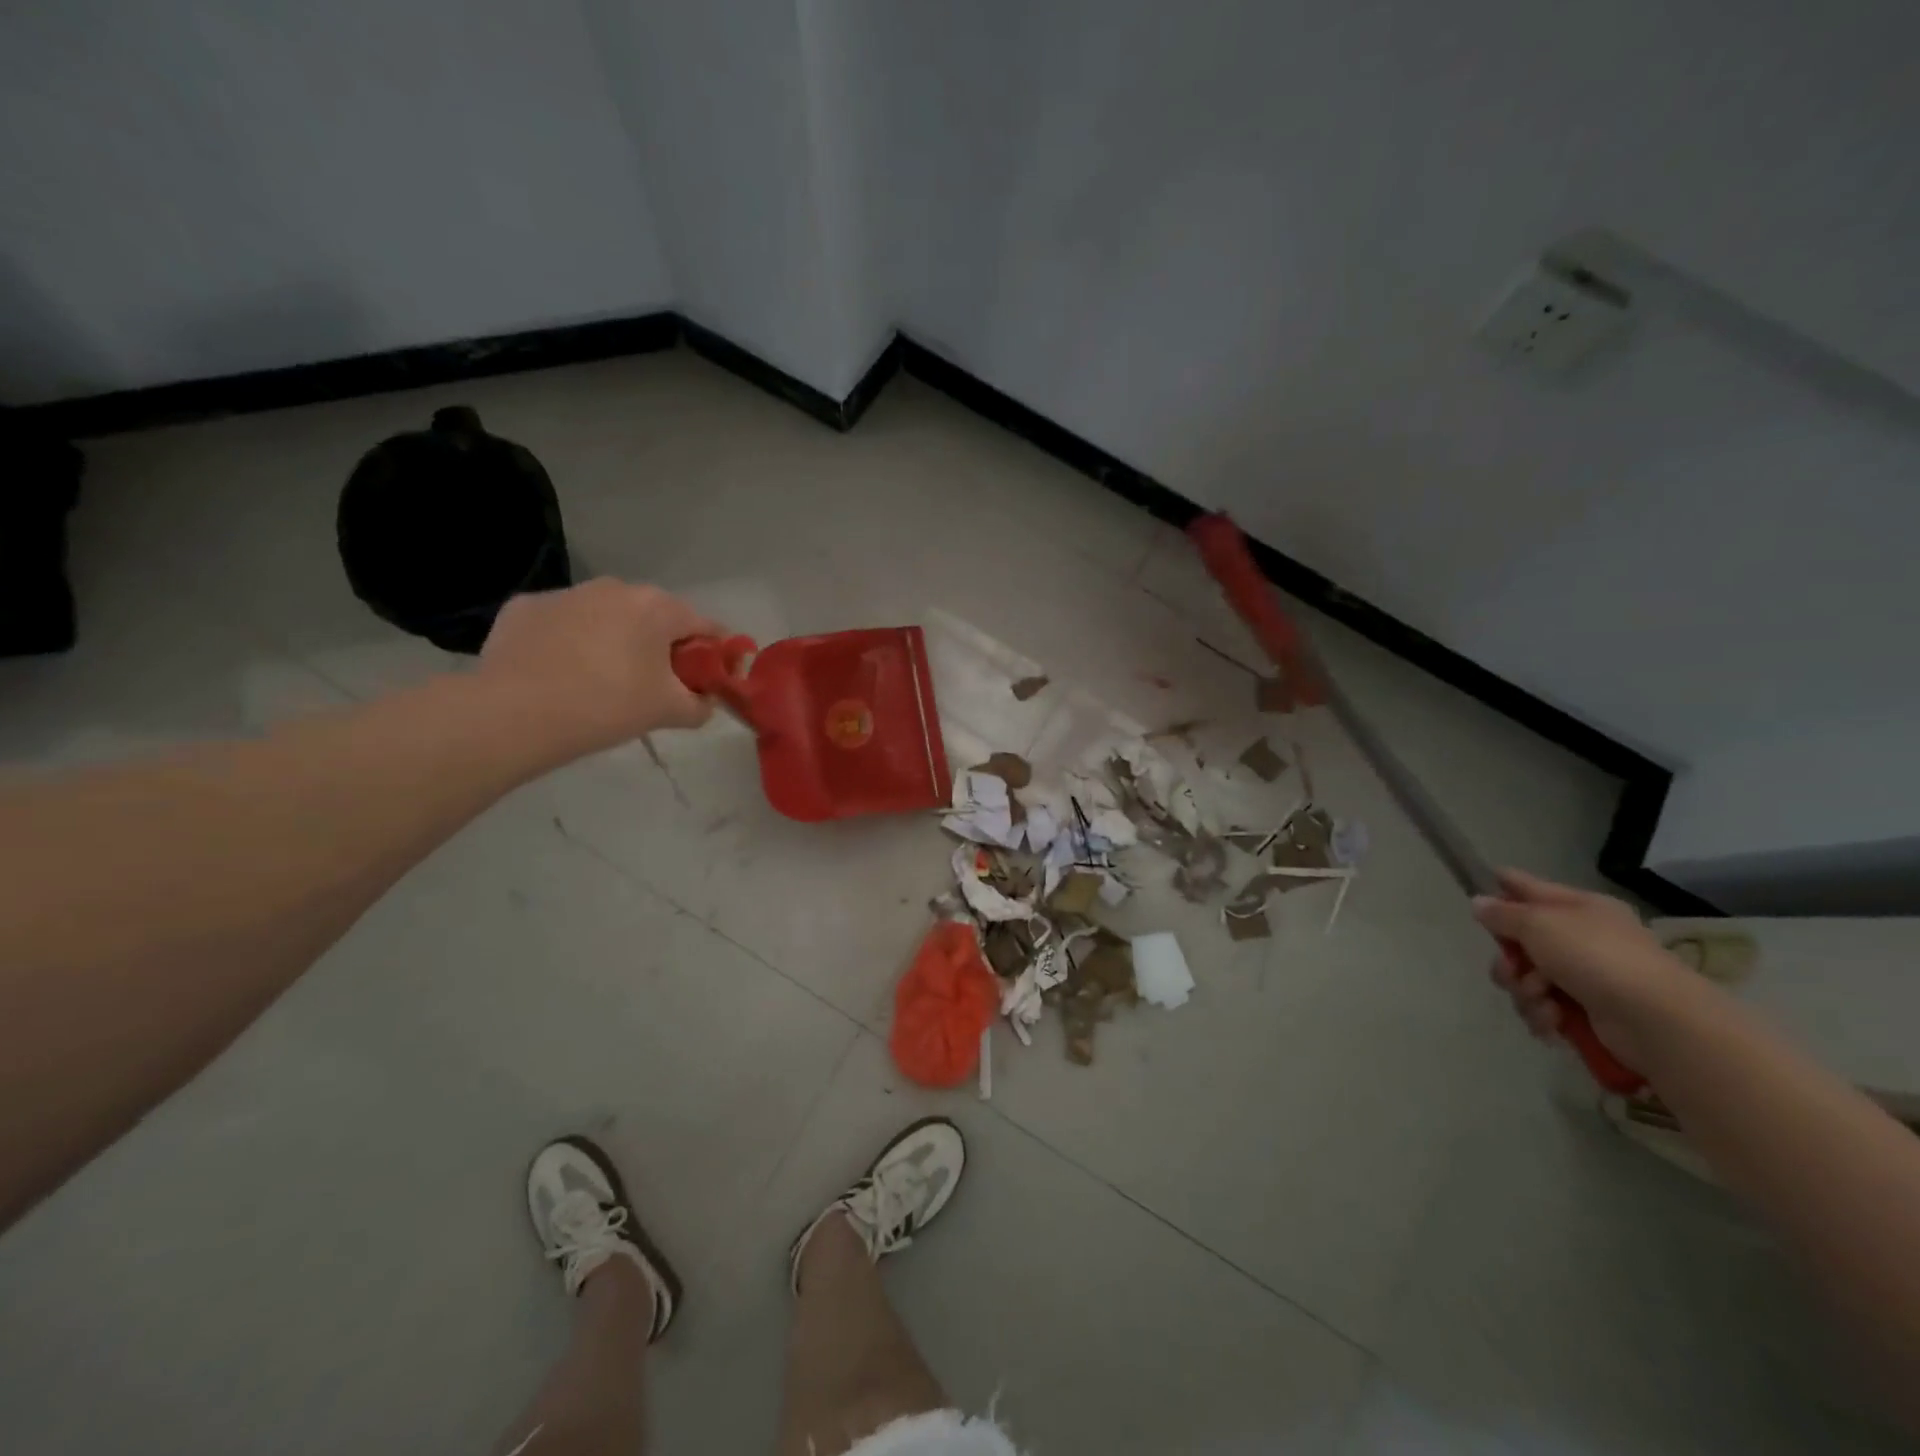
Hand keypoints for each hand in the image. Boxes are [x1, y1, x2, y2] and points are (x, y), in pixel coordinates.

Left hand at [479, 579, 724, 754]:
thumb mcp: (669, 712)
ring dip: (614, 640)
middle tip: (656, 684)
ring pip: (605, 616)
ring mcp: (566, 594)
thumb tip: (705, 702)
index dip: (714, 652)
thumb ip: (700, 705)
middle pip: (653, 616)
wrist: (515, 714)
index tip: (711, 677)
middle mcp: (614, 588)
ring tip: (603, 680)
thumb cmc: (608, 706)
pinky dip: (569, 642)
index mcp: (657, 607)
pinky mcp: (524, 607)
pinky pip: (562, 624)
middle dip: (661, 645)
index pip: (704, 625)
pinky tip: (560, 673)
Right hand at [1472, 869, 1703, 1070]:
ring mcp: (1587, 976)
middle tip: (1514, 970)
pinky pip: (1544, 1007)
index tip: (1478, 887)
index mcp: (1579, 908)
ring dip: (1525, 991)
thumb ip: (1502, 913)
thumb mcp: (1539, 924)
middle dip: (1509, 961)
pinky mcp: (1588, 1012)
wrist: (1655, 1020)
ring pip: (1527, 978)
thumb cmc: (1595, 957)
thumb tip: (1479, 902)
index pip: (1531, 888)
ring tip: (1542, 1000)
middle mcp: (1582, 938)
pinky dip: (1543, 1015)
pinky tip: (1553, 1020)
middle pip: (1521, 941)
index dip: (1504, 886)